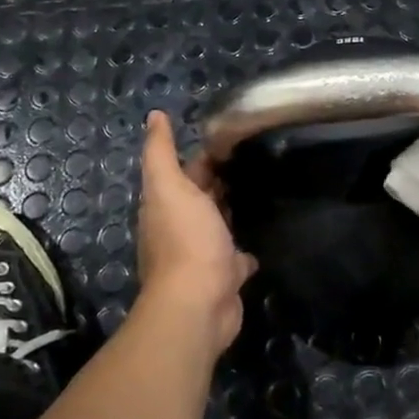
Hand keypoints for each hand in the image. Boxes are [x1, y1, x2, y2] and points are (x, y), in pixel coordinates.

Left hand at [136, 110, 255, 355]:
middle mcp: (181, 228)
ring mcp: (203, 255)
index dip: (206, 154)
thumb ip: (161, 152)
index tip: (235, 137)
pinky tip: (263, 237)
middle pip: (202, 197)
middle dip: (221, 180)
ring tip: (263, 191)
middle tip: (257, 159)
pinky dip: (245, 249)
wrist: (199, 303)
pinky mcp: (225, 277)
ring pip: (219, 226)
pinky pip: (237, 258)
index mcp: (167, 205)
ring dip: (232, 212)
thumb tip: (154, 115)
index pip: (187, 171)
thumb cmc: (187, 240)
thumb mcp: (170, 187)